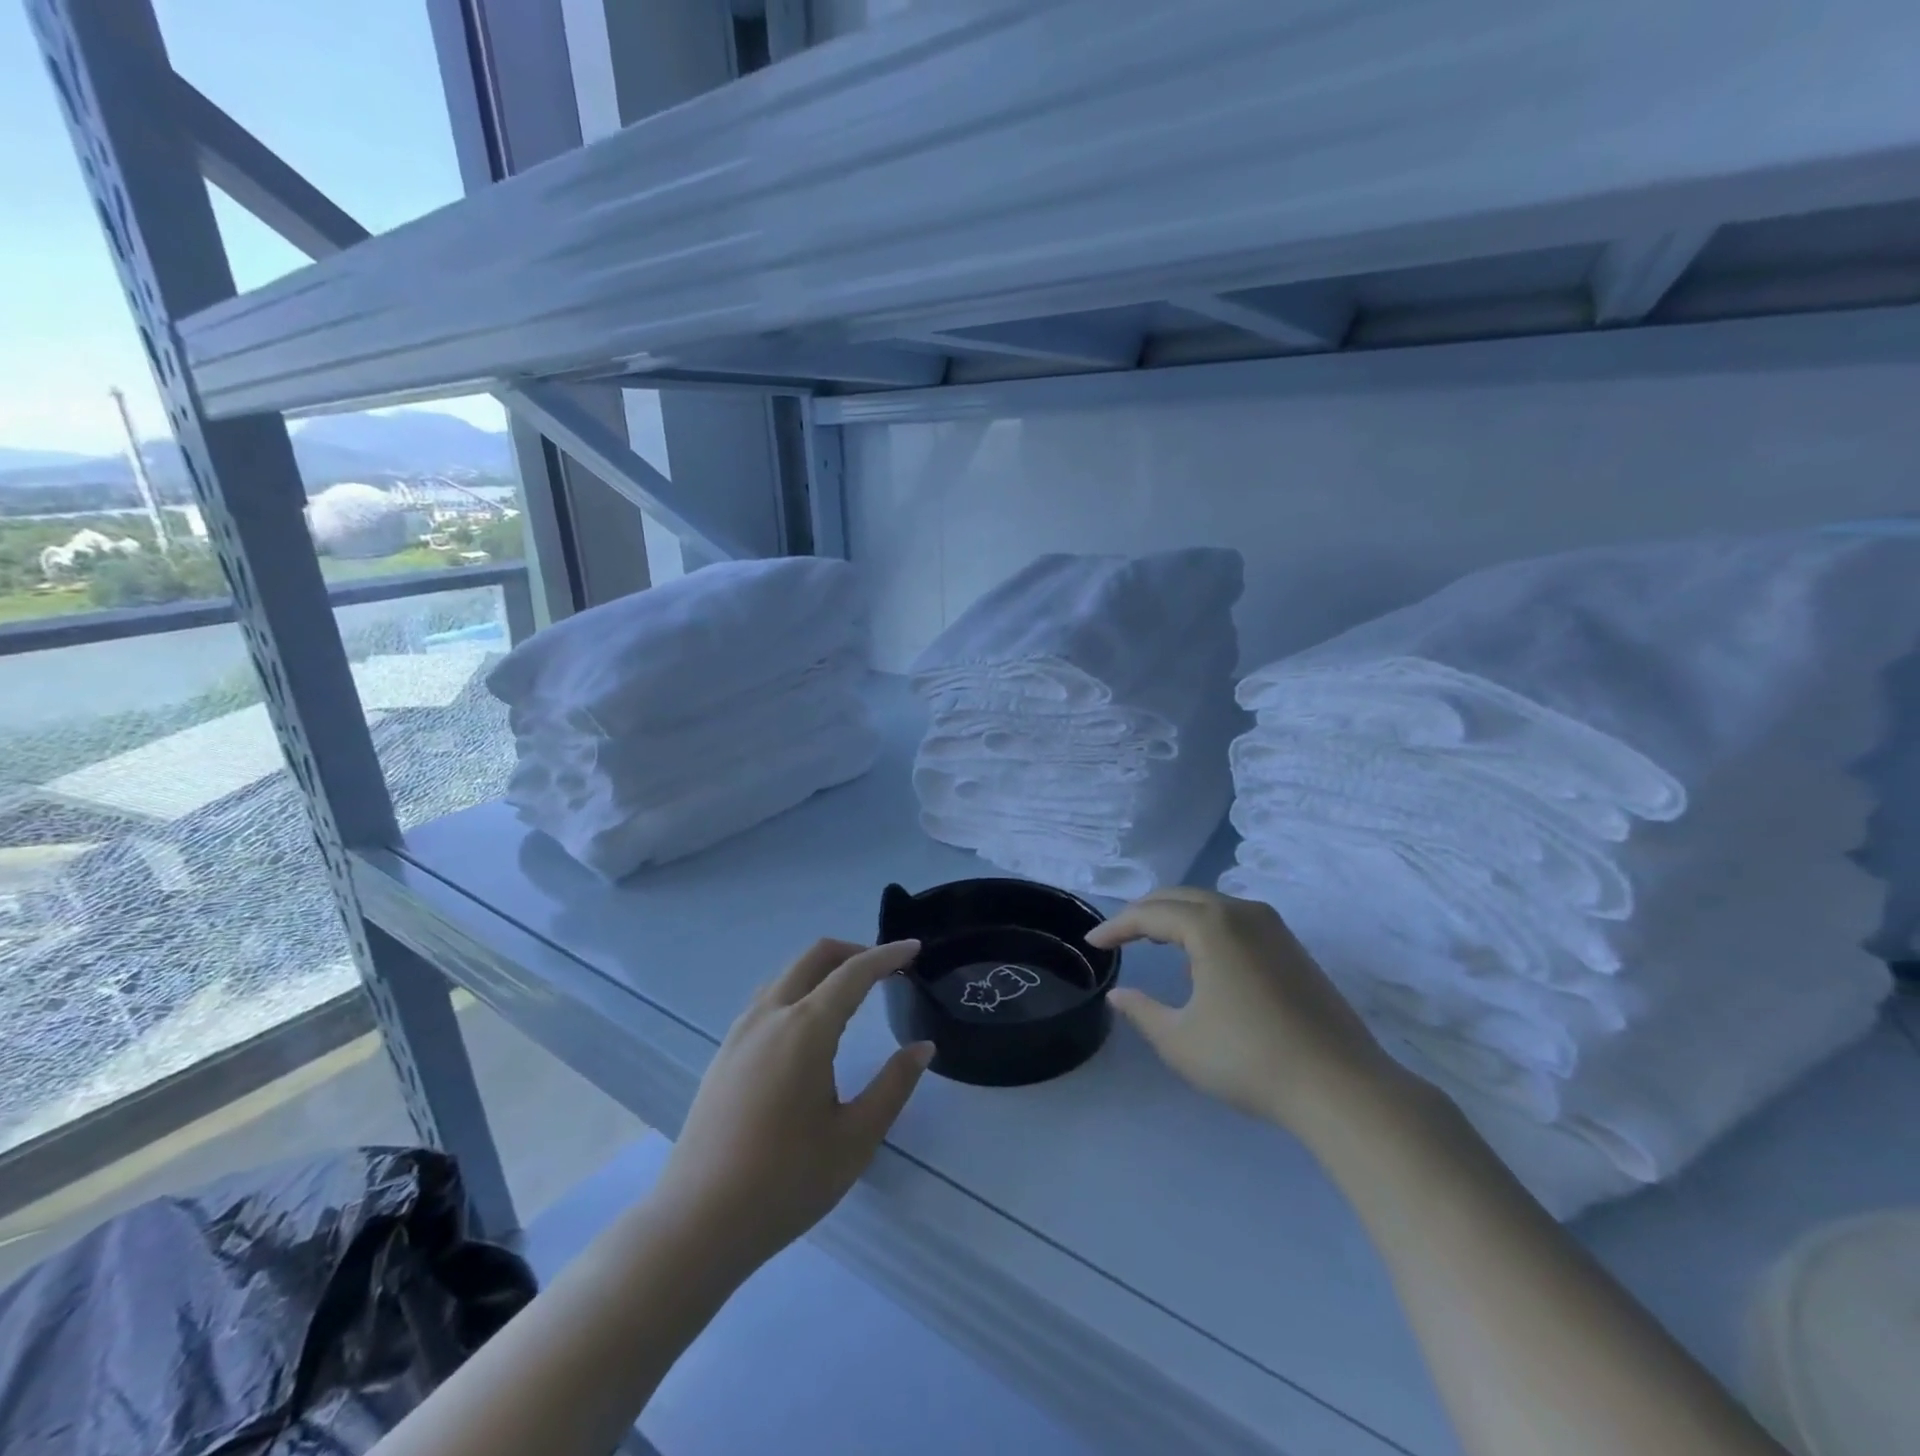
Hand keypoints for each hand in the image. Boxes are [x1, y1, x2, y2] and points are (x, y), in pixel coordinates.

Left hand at [651, 938, 932, 1274]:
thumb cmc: (785, 1182)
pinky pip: (767, 1000)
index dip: (887, 956)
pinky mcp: (724, 1054)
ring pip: (786, 975)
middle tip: (885, 969)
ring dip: (822, 970)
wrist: (697, 1223)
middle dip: (853, 951)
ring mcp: (740, 1033)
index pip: (853, 973)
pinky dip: (798, 991)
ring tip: (852, 995)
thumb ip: (893, 1085)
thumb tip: (922, 1048)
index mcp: (805, 1029)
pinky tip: (809, 1029)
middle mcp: (770, 1016)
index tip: (914, 948)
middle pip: (813, 957)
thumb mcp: (855, 1138)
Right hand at [1087, 888, 1400, 1134]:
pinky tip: (1202, 961)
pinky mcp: (1292, 947)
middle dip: (1144, 912)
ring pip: (1211, 905)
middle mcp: (1242, 912)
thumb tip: (1119, 994)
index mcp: (1210, 925)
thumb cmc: (1249, 1059)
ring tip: (1154, 941)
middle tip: (1118, 935)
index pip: (1149, 914)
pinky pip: (1235, 920)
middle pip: (1180, 897)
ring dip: (1177, 917)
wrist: (1341, 1087)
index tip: (1092, 943)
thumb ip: (1142, 1011)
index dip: (1116, 927)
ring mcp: (1273, 927)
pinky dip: (1207, 928)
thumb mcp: (1180, 1040)